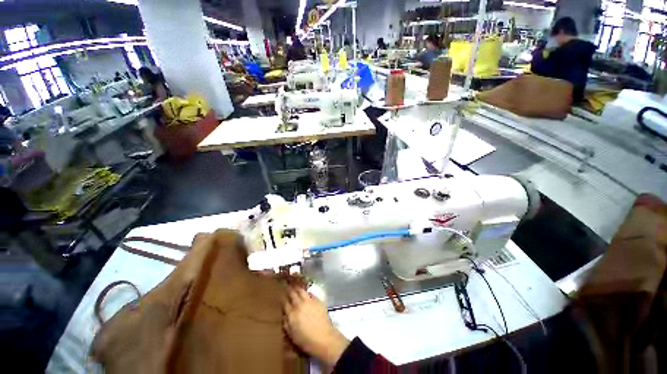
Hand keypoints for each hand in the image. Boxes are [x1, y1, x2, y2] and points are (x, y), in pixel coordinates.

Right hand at [284, 286, 349, 365]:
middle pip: (293, 294)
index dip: (283, 299)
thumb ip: (287, 324)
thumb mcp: (292, 336)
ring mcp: (309, 301)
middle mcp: (300, 305)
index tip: (281, 296)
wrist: (324, 338)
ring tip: (296, 287)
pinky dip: (307, 292)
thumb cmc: (306, 341)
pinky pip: (310, 293)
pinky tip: (307, 293)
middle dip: (289, 290)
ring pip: (301, 291)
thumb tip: (285, 315)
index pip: (285, 303)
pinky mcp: (318, 300)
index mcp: (292, 314)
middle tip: (288, 288)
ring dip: (298, 289)